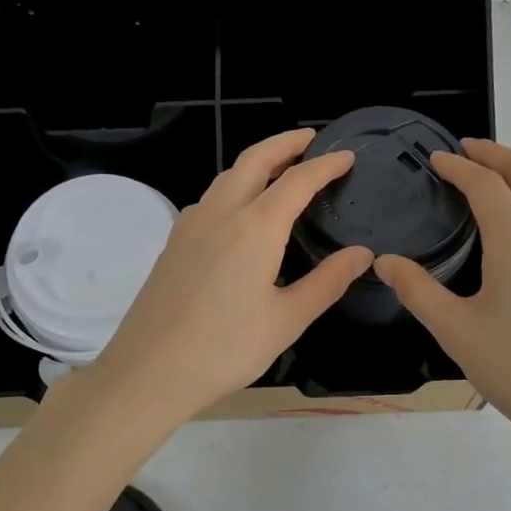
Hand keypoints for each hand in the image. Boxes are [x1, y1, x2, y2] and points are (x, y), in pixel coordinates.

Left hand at [92, 129, 373, 424]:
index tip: (347, 156)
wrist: (148, 370)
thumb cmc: (225, 349)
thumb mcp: (286, 320)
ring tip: (281, 169)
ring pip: (228, 175)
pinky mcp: (174, 241)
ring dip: (257, 162)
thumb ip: (327, 282)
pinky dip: (235, 186)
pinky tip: (242, 212)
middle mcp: (221, 212)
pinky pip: (211, 198)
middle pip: (255, 159)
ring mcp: (191, 224)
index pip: (298, 180)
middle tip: (310, 140)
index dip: (325, 165)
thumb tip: (362, 254)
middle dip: (285, 143)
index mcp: (255, 227)